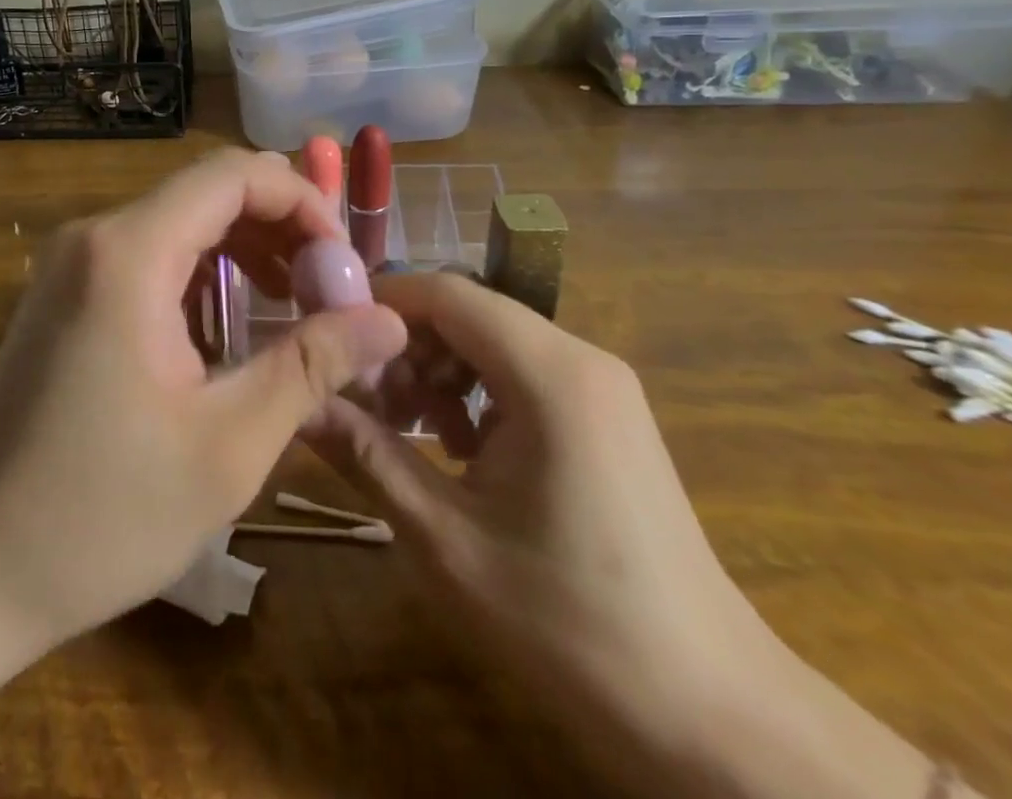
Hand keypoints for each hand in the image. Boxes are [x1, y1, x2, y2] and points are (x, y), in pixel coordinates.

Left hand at [0, 149, 407, 650]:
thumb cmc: (102, 513)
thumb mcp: (228, 444)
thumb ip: (312, 366)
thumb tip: (390, 321)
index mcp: (129, 253)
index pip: (231, 175)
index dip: (301, 200)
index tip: (343, 261)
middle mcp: (94, 236)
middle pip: (205, 191)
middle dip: (279, 227)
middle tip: (329, 289)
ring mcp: (71, 261)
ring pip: (178, 220)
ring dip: (243, 249)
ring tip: (294, 305)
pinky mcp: (64, 291)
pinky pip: (147, 252)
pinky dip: (201, 272)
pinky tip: (231, 325)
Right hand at [307, 273, 941, 797]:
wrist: (713, 717)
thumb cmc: (572, 625)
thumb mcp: (446, 540)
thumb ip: (367, 456)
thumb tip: (298, 406)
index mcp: (550, 374)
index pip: (447, 293)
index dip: (379, 302)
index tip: (328, 336)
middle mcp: (581, 358)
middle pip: (468, 312)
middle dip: (405, 345)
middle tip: (364, 402)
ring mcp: (600, 385)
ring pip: (491, 340)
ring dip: (437, 371)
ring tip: (407, 432)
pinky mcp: (605, 413)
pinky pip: (520, 371)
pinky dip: (474, 392)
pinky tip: (458, 450)